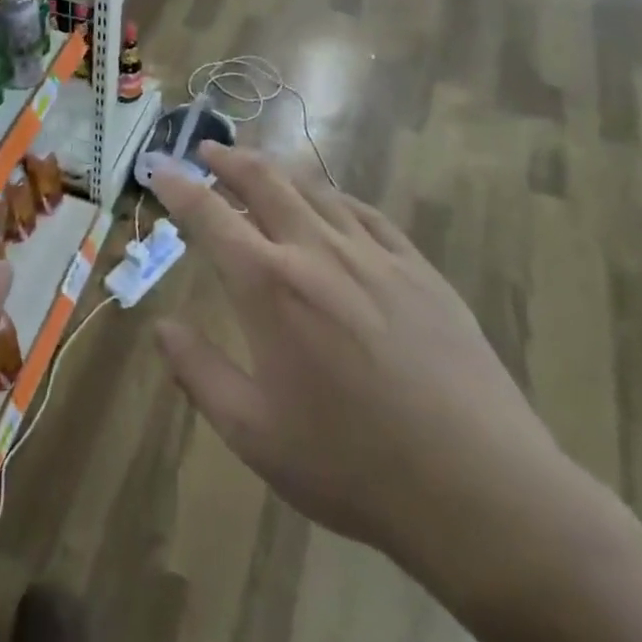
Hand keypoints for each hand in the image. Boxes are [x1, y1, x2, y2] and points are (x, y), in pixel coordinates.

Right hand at [152, 145, 597, 596]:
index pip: (209, 215)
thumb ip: (198, 371)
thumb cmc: (352, 465)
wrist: (481, 491)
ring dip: (278, 170)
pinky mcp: (420, 271)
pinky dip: (335, 197)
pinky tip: (331, 203)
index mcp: (269, 286)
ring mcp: (375, 256)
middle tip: (207, 150)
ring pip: (316, 189)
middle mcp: (317, 252)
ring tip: (259, 166)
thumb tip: (160, 326)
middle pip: (264, 181)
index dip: (178, 186)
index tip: (160, 169)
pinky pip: (368, 214)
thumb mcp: (252, 432)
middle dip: (228, 159)